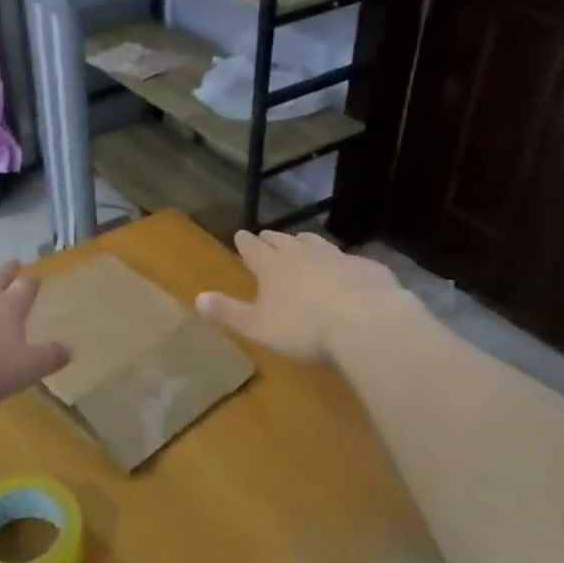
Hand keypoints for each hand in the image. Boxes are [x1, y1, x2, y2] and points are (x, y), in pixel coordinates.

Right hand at [196, 230, 406, 363]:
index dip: (245, 242)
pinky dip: (339, 260)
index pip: (253, 249)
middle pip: (283, 241)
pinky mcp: (365, 267)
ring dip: (303, 241)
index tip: (240, 234)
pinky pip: (347, 258)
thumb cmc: (304, 328)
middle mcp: (302, 254)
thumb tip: (197, 297)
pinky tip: (343, 267)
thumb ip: (229, 312)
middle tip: (265, 235)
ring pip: (315, 242)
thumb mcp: (258, 326)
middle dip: (271, 238)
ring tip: (300, 240)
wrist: (366, 322)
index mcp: (272, 267)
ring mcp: (336, 257)